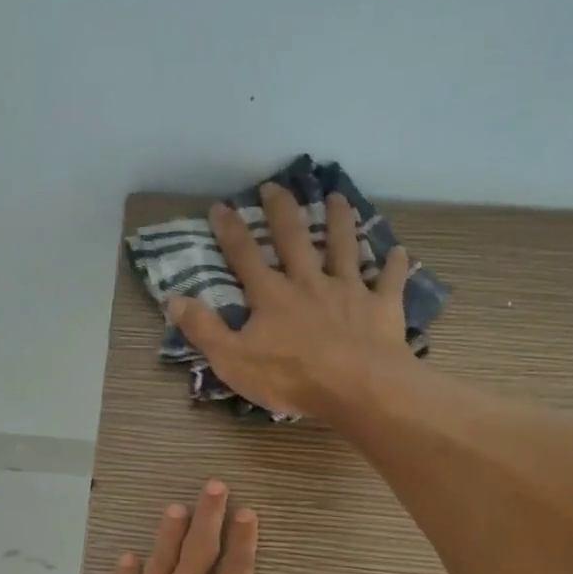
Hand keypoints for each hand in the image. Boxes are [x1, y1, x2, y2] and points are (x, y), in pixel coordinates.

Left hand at [61, 480, 286, 573]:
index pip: (238, 567)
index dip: (244, 538)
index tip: (246, 512)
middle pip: (201, 546)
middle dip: (210, 514)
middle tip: (214, 486)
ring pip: (162, 555)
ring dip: (171, 530)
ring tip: (176, 508)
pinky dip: (127, 568)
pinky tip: (129, 557)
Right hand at [170, 183, 415, 418]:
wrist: (355, 387)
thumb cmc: (290, 377)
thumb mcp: (232, 360)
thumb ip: (204, 329)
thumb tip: (174, 299)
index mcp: (272, 296)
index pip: (245, 256)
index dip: (231, 231)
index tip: (220, 206)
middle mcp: (309, 283)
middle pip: (294, 239)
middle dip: (282, 211)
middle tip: (276, 186)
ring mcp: (348, 291)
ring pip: (343, 247)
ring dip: (339, 221)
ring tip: (337, 197)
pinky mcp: (380, 307)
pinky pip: (389, 281)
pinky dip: (394, 266)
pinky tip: (398, 253)